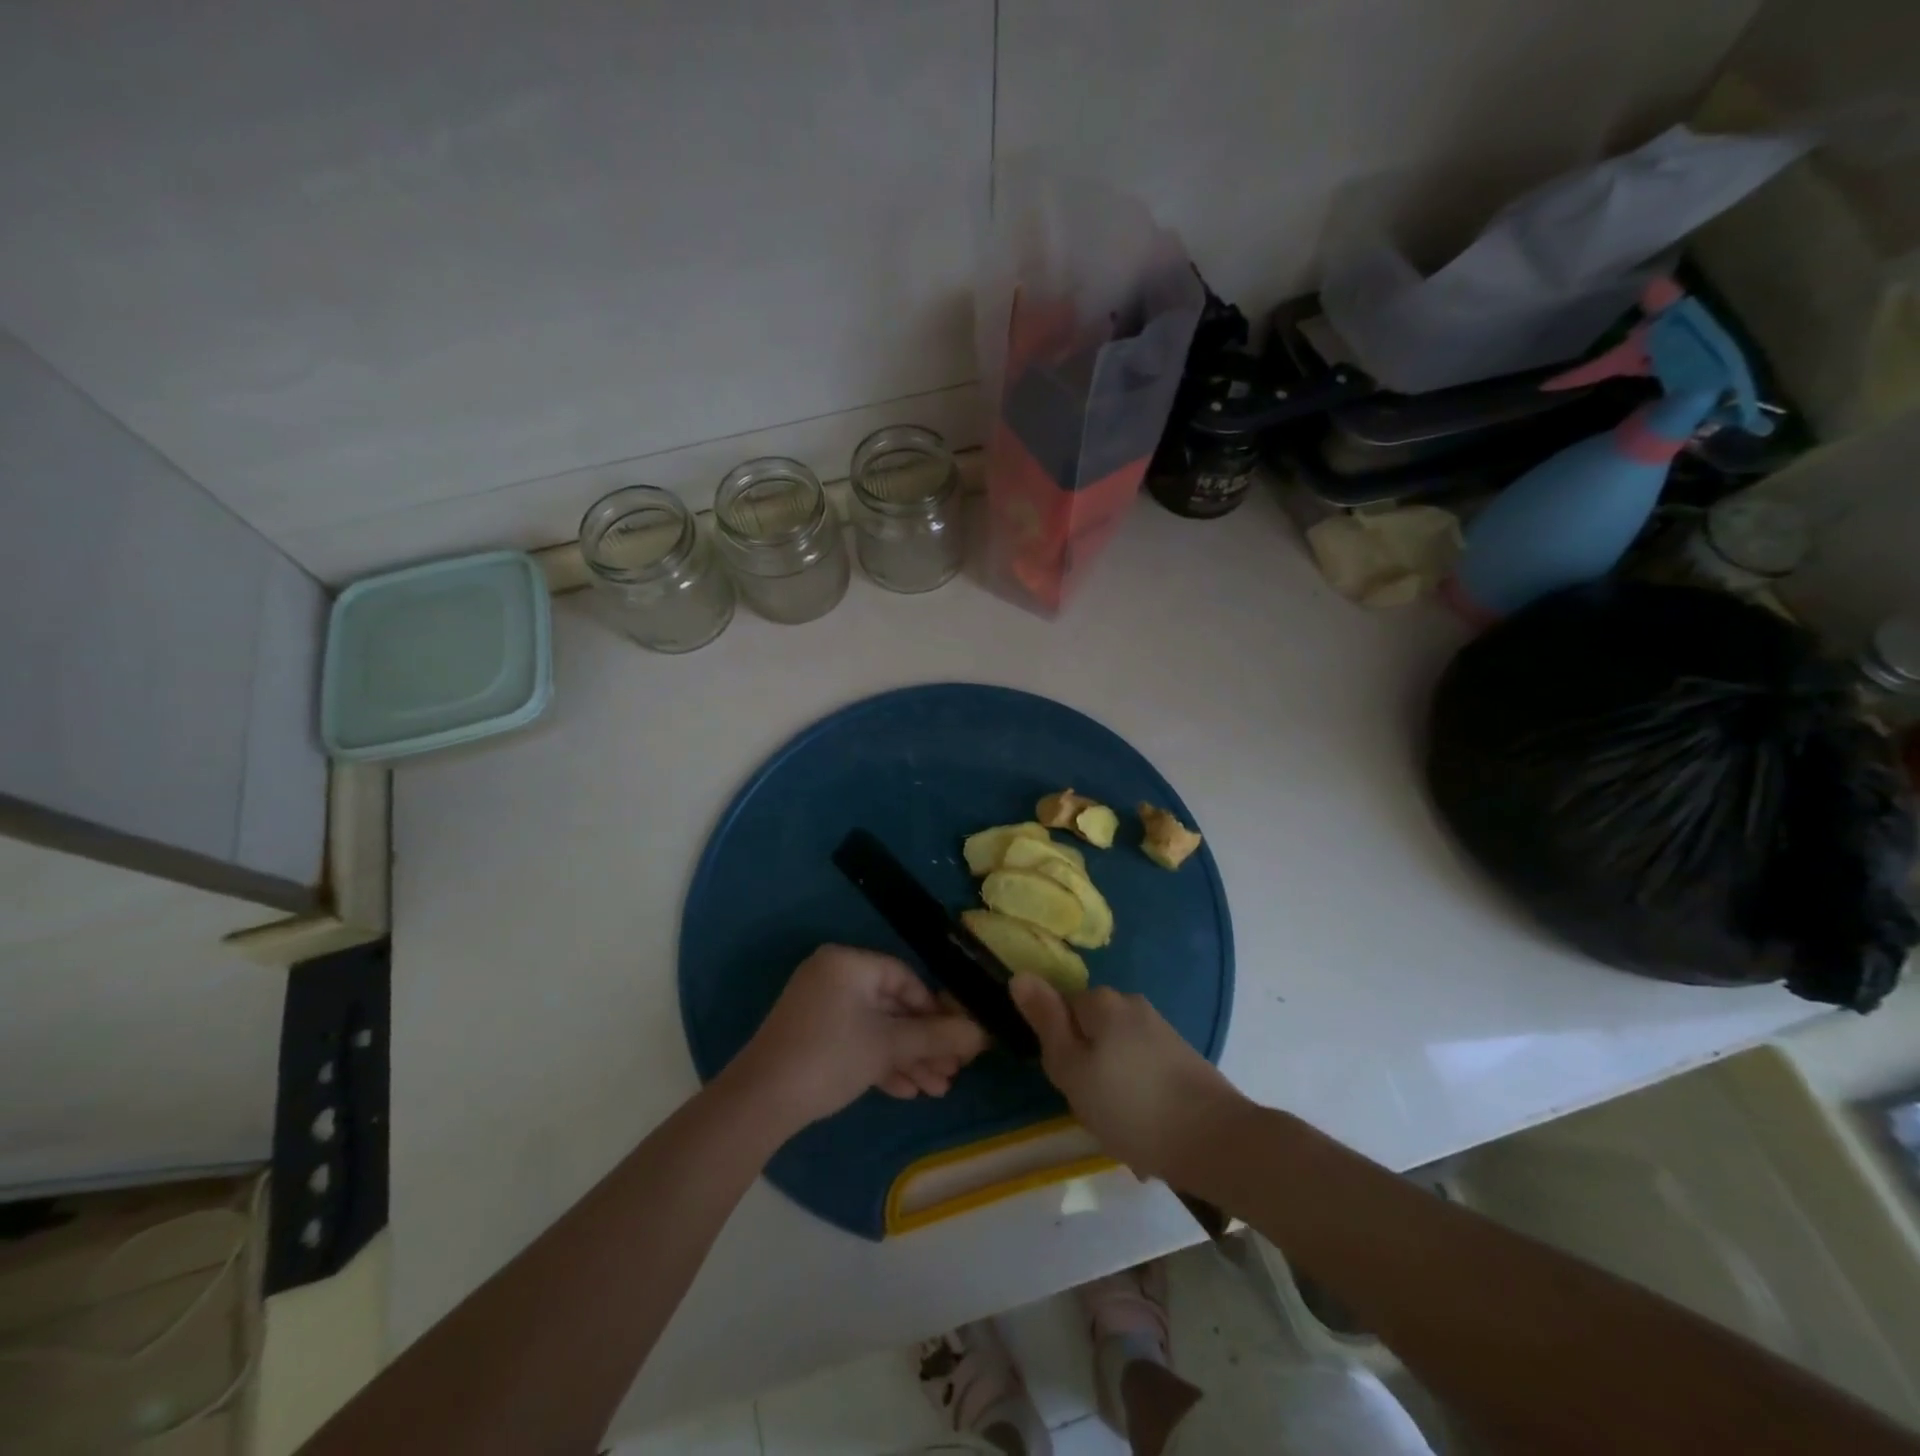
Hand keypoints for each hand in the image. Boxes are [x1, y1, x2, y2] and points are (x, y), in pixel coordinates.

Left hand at [730, 946, 989, 1131]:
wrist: (760, 1103)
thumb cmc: (830, 1058)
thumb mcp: (888, 1046)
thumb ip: (936, 1037)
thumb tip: (982, 1033)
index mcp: (848, 963)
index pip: (904, 977)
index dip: (935, 1009)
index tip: (958, 1038)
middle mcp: (834, 976)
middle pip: (893, 1006)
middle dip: (924, 1042)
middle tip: (952, 1072)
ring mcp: (820, 1007)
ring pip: (876, 1028)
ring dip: (907, 1057)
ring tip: (937, 1089)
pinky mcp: (813, 1037)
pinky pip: (856, 1041)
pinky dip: (880, 1062)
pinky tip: (907, 1091)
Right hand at [1009, 975, 1246, 1182]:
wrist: (1216, 1140)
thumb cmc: (1130, 1106)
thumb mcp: (1072, 1069)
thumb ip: (1046, 1022)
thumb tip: (1020, 974)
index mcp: (1102, 1001)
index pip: (1062, 1010)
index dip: (1060, 1049)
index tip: (1070, 1083)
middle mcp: (1132, 1004)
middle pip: (1091, 1030)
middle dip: (1087, 1066)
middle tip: (1093, 1108)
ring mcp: (1161, 1029)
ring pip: (1117, 1053)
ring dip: (1113, 1085)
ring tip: (1121, 1127)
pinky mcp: (1182, 1055)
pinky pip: (1143, 1069)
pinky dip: (1138, 1094)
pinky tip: (1146, 1128)